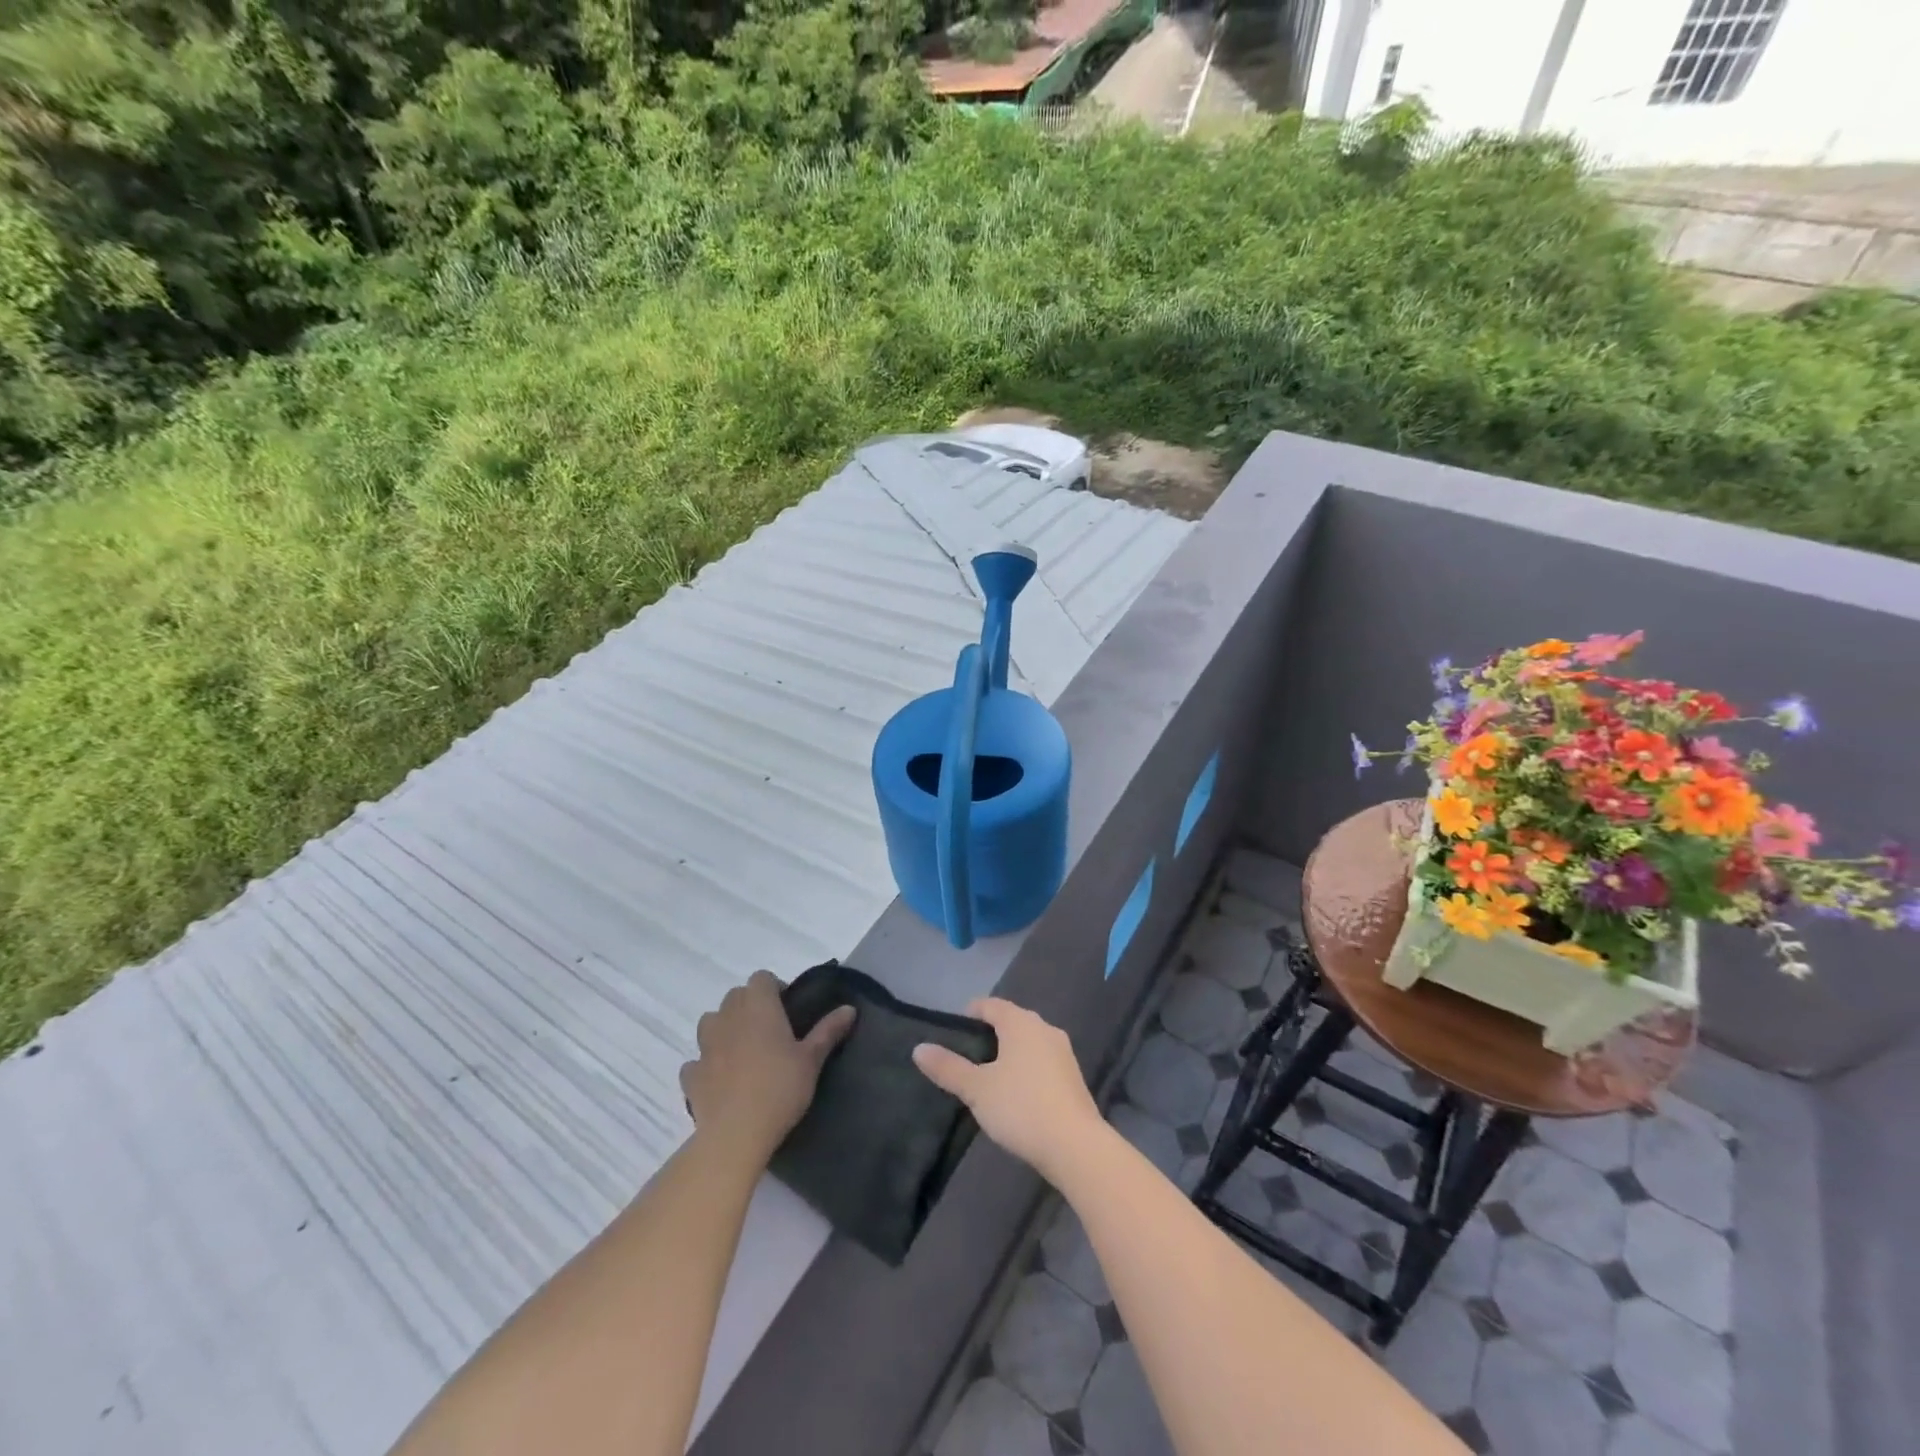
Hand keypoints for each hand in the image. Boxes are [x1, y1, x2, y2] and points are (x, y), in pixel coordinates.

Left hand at [680, 971, 855, 1161]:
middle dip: (750, 1006)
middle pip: (735, 995)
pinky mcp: (691, 1074)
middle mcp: (728, 1017)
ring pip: (711, 1022)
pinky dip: (707, 1064)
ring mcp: (705, 1045)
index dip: (774, 988)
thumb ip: (828, 1031)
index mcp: (758, 1007)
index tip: (788, 1010)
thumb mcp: (812, 1060)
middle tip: (771, 1031)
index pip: (762, 978)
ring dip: (724, 1028)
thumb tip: (849, 1008)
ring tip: (743, 1051)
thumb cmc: (780, 1089)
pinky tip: (721, 1079)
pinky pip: (697, 1059)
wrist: (735, 1135)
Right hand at [911, 998, 1104, 1184]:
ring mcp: (1063, 1052)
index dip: (971, 1012)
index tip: (954, 1029)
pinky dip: (1026, 1067)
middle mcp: (1044, 1028)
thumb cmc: (1021, 1107)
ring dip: (1010, 1051)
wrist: (1075, 1145)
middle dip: (990, 1033)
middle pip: (1011, 1021)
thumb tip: (919, 1048)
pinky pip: (1042, 1061)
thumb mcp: (977, 1089)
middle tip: (967, 1054)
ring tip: (989, 1075)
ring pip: (1029, 1041)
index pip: (991, 1005)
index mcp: (1020, 1023)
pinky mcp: (1073, 1076)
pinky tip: (1016, 1092)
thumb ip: (948, 1068)